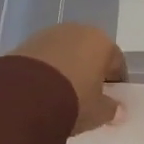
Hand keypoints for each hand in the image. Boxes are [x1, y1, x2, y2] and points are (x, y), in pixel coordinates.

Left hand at [7, 24, 126, 134]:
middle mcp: (78, 31)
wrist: (24, 96)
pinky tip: (42, 89)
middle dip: (90, 71)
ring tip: (61, 93)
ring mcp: (50, 34)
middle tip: (87, 95)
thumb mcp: (97, 112)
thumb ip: (111, 110)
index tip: (111, 98)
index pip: (116, 61)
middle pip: (90, 52)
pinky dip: (47, 69)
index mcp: (102, 43)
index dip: (116, 81)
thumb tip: (119, 110)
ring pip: (66, 52)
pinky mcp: (26, 42)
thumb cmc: (73, 100)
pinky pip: (45, 57)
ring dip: (67, 68)